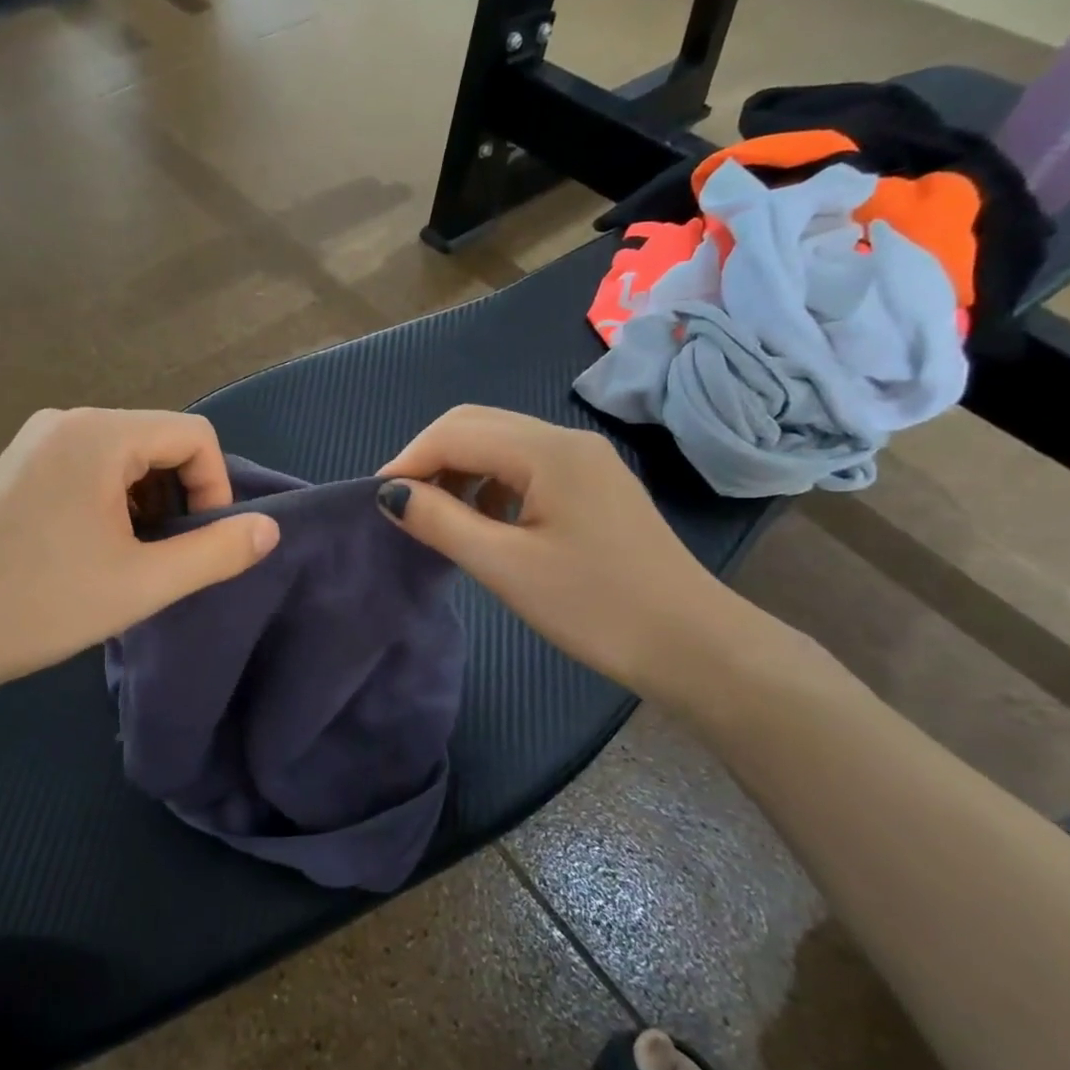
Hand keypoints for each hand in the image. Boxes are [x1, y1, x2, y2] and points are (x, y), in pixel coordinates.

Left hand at [0, 408, 278, 728]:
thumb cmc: (42, 603)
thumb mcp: (144, 582)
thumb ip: (216, 552)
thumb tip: (269, 528)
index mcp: (99, 433)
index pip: (193, 434)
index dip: (216, 486)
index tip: (204, 541)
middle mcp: (67, 421)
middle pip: (158, 440)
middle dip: (179, 495)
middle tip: (167, 556)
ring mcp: (35, 440)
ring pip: (124, 456)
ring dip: (146, 501)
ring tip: (131, 557)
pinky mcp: (16, 465)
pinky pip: (88, 465)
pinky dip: (112, 499)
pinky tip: (93, 548)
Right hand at [376, 406, 740, 692]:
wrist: (693, 645)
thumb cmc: (595, 606)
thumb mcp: (505, 567)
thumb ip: (441, 522)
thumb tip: (390, 494)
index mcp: (547, 450)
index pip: (455, 433)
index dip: (408, 461)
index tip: (376, 501)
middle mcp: (567, 440)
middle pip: (477, 424)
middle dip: (430, 457)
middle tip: (401, 504)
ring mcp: (585, 461)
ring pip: (500, 443)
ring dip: (459, 468)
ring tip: (435, 515)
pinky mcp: (594, 485)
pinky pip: (525, 466)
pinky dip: (489, 483)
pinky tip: (483, 520)